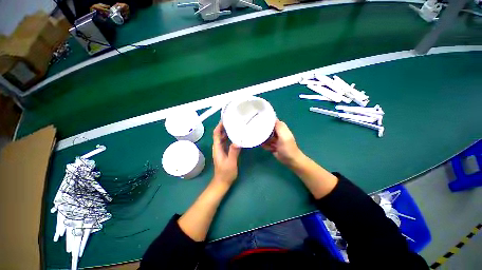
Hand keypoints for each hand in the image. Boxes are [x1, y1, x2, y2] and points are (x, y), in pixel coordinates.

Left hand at [212, 122, 240, 185]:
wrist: (222, 182)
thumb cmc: (225, 173)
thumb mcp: (230, 163)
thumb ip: (233, 152)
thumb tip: (237, 141)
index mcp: (217, 148)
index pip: (216, 134)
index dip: (219, 126)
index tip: (225, 119)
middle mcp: (218, 147)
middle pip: (219, 134)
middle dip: (224, 127)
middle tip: (232, 120)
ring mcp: (221, 150)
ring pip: (223, 138)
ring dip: (227, 131)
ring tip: (234, 125)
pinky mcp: (224, 152)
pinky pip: (226, 142)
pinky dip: (229, 137)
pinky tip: (235, 136)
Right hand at [262, 120, 303, 165]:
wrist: (290, 160)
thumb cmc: (287, 148)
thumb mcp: (284, 136)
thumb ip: (279, 127)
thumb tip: (272, 117)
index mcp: (281, 128)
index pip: (273, 121)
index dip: (266, 119)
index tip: (258, 119)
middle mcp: (277, 132)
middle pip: (268, 128)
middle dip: (263, 129)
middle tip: (255, 130)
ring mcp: (275, 139)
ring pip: (266, 136)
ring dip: (263, 138)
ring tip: (259, 139)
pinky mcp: (272, 146)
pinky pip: (266, 143)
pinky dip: (265, 145)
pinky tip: (265, 147)